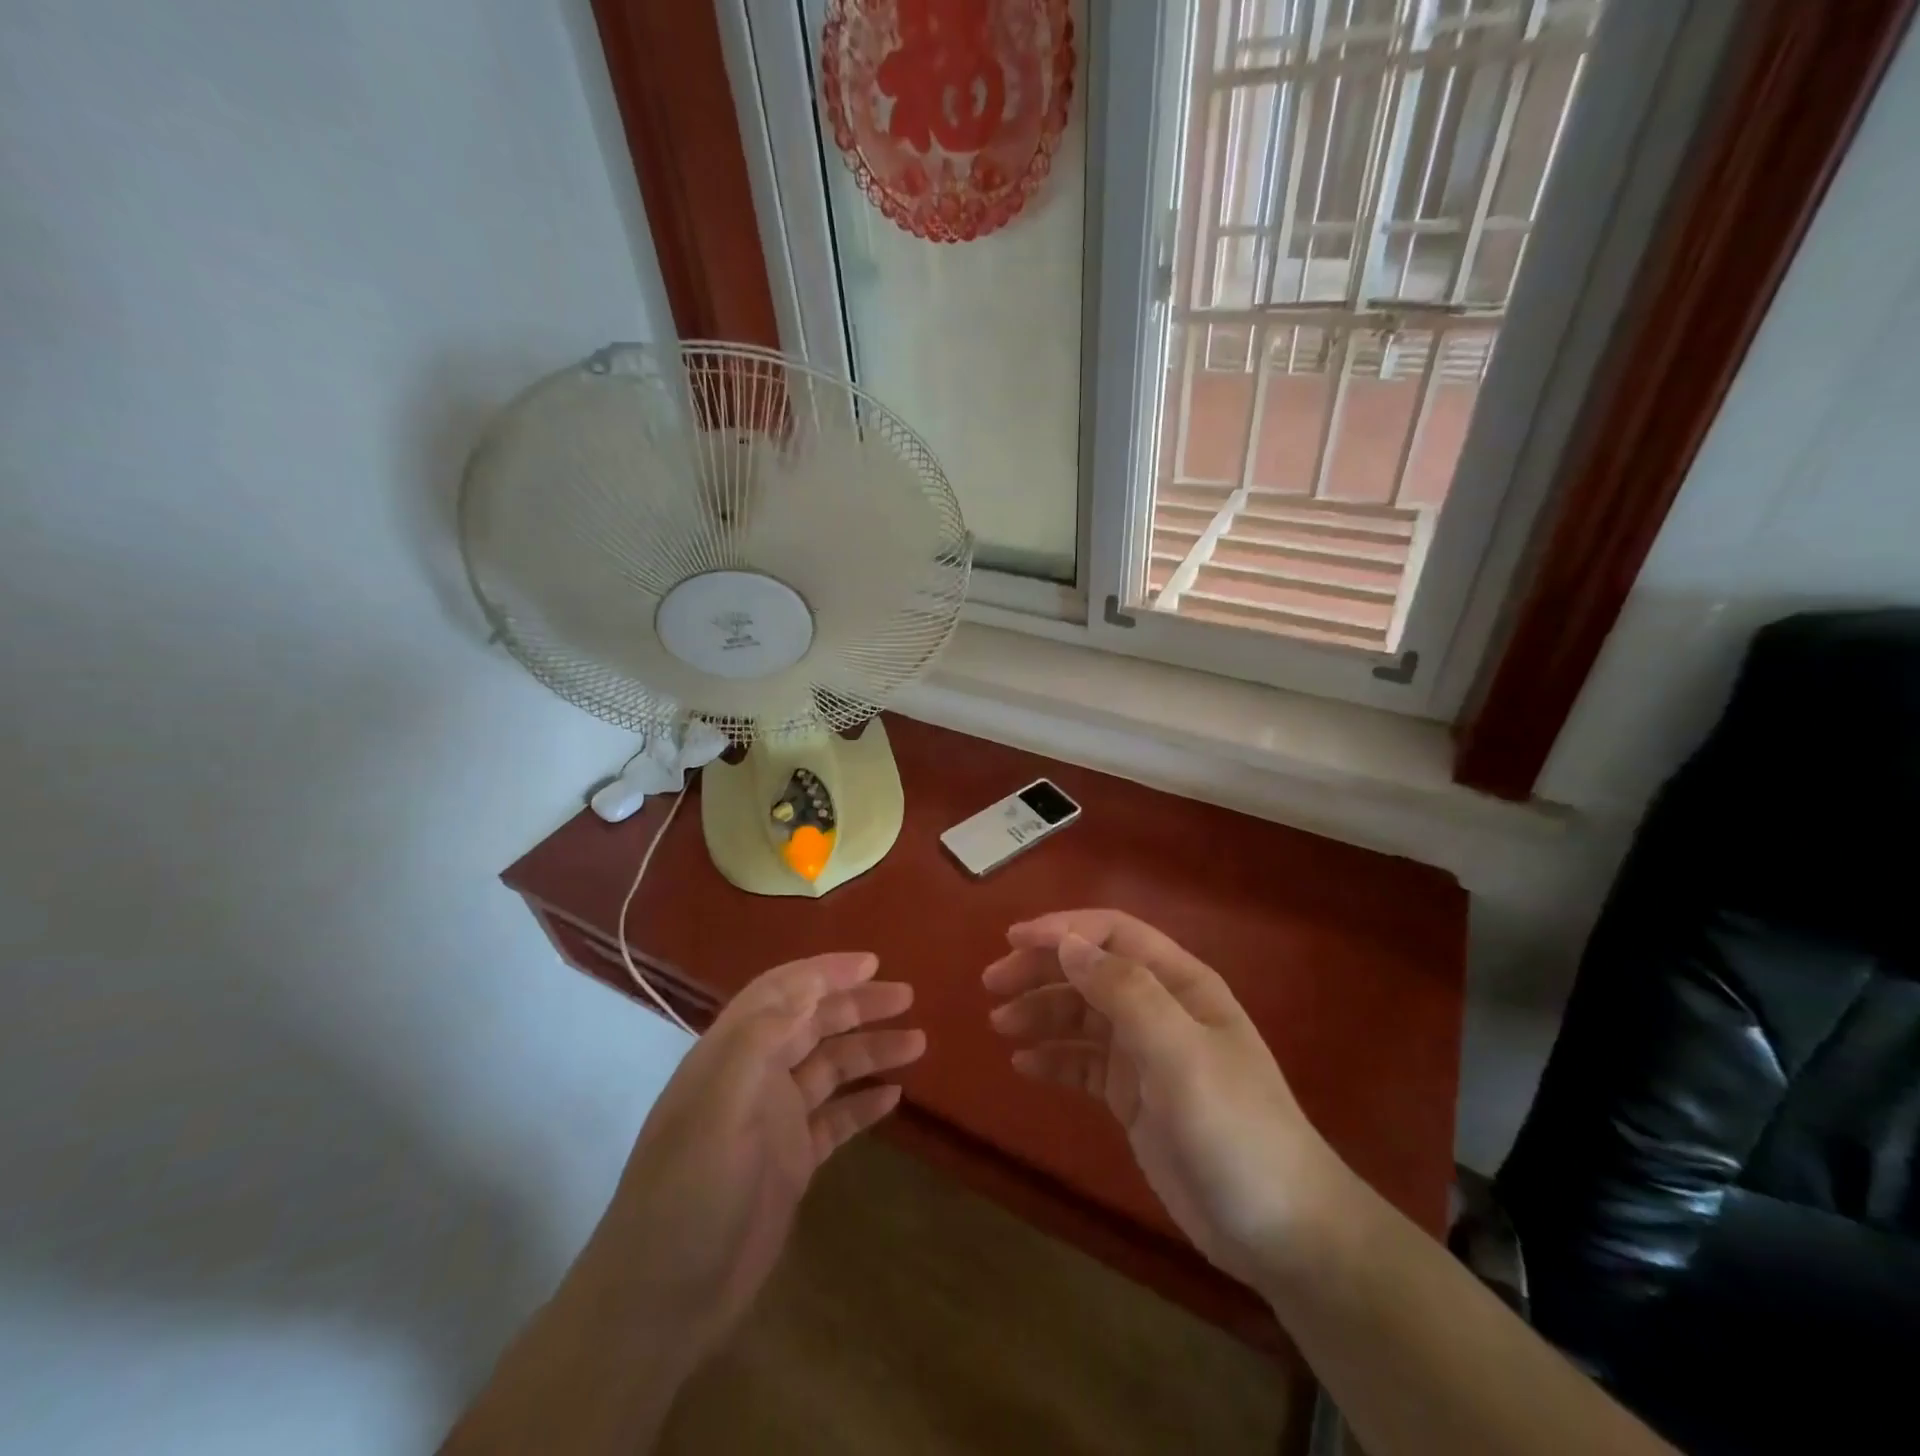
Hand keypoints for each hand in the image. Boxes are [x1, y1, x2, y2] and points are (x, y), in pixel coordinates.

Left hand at [581, 952, 924, 1360]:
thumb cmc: (688, 1195)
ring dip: (870, 1051)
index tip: (871, 963)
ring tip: (917, 1042)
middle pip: (812, 1024)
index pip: (781, 992)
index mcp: (731, 1055)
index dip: (824, 972)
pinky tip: (894, 1098)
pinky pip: (836, 1119)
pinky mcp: (791, 1161)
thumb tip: (806, 989)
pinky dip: (863, 1104)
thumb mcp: (717, 1110)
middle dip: (857, 1005)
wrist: (663, 1302)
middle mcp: (754, 1077)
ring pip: (830, 1068)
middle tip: (906, 996)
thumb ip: (758, 1042)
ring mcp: (774, 1121)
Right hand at [983, 909, 1341, 1288]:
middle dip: (1041, 969)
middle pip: (1091, 970)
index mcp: (1180, 984)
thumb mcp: (1181, 1054)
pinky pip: (1084, 1063)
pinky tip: (1023, 1066)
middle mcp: (1161, 1008)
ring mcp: (1147, 1053)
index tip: (1013, 940)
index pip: (1114, 934)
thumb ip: (1125, 993)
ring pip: (1082, 1015)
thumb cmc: (1234, 1130)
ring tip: (999, 1025)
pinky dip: (1054, 1058)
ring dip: (1040, 1012)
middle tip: (991, 984)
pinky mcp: (1134, 1096)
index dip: (1063, 929)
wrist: (1281, 1231)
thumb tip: (1068, 942)